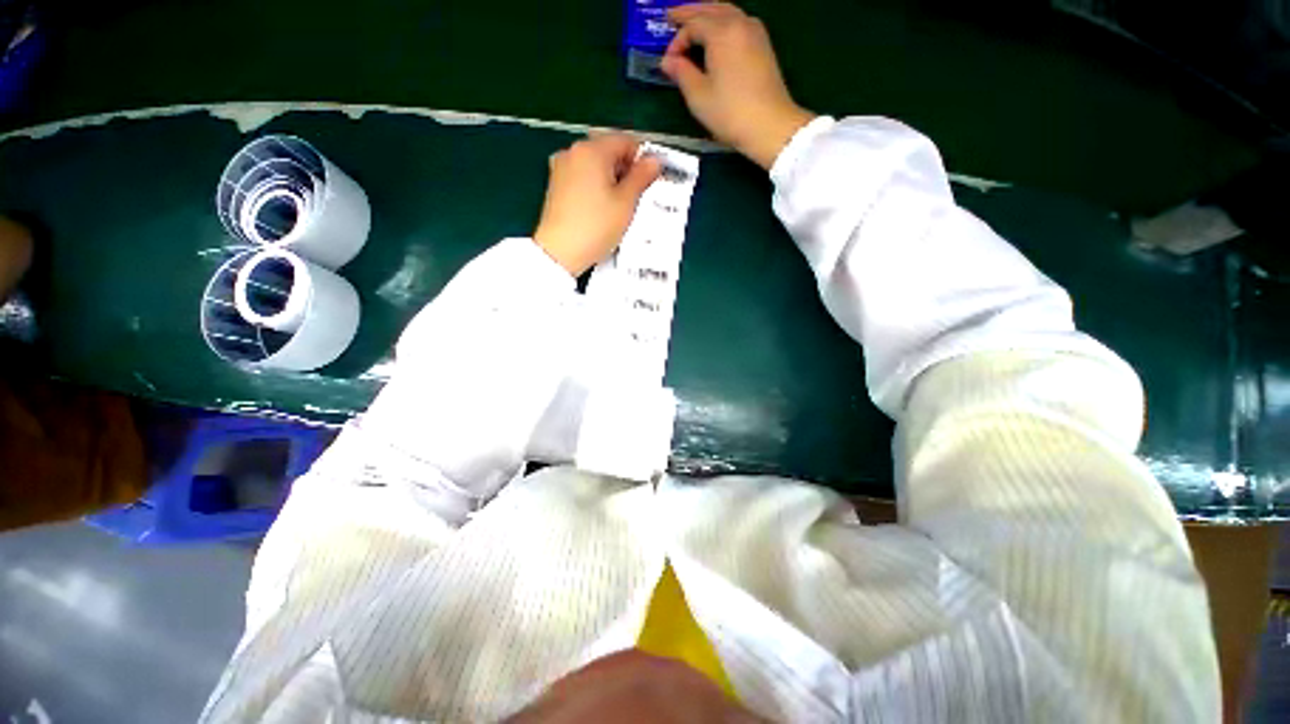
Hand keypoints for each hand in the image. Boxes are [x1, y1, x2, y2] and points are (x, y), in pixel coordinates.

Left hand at [533, 134, 661, 276]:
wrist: (559, 252)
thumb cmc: (596, 226)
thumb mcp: (626, 202)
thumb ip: (642, 177)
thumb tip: (654, 160)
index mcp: (592, 150)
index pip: (626, 141)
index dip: (642, 159)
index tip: (648, 182)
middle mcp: (573, 151)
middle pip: (608, 150)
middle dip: (625, 169)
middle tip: (635, 197)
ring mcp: (561, 167)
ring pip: (595, 165)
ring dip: (611, 179)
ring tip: (618, 206)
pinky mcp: (555, 185)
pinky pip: (582, 177)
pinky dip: (595, 186)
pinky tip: (600, 209)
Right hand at [662, 2, 815, 169]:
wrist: (770, 126)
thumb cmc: (730, 113)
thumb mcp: (699, 96)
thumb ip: (681, 73)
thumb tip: (667, 61)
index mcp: (721, 32)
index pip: (692, 25)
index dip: (676, 41)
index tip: (668, 62)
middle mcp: (739, 23)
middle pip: (711, 9)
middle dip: (690, 12)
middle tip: (671, 16)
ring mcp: (755, 32)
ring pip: (727, 12)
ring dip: (708, 14)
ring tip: (693, 22)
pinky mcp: (763, 45)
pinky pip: (738, 22)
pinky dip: (723, 22)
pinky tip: (717, 34)